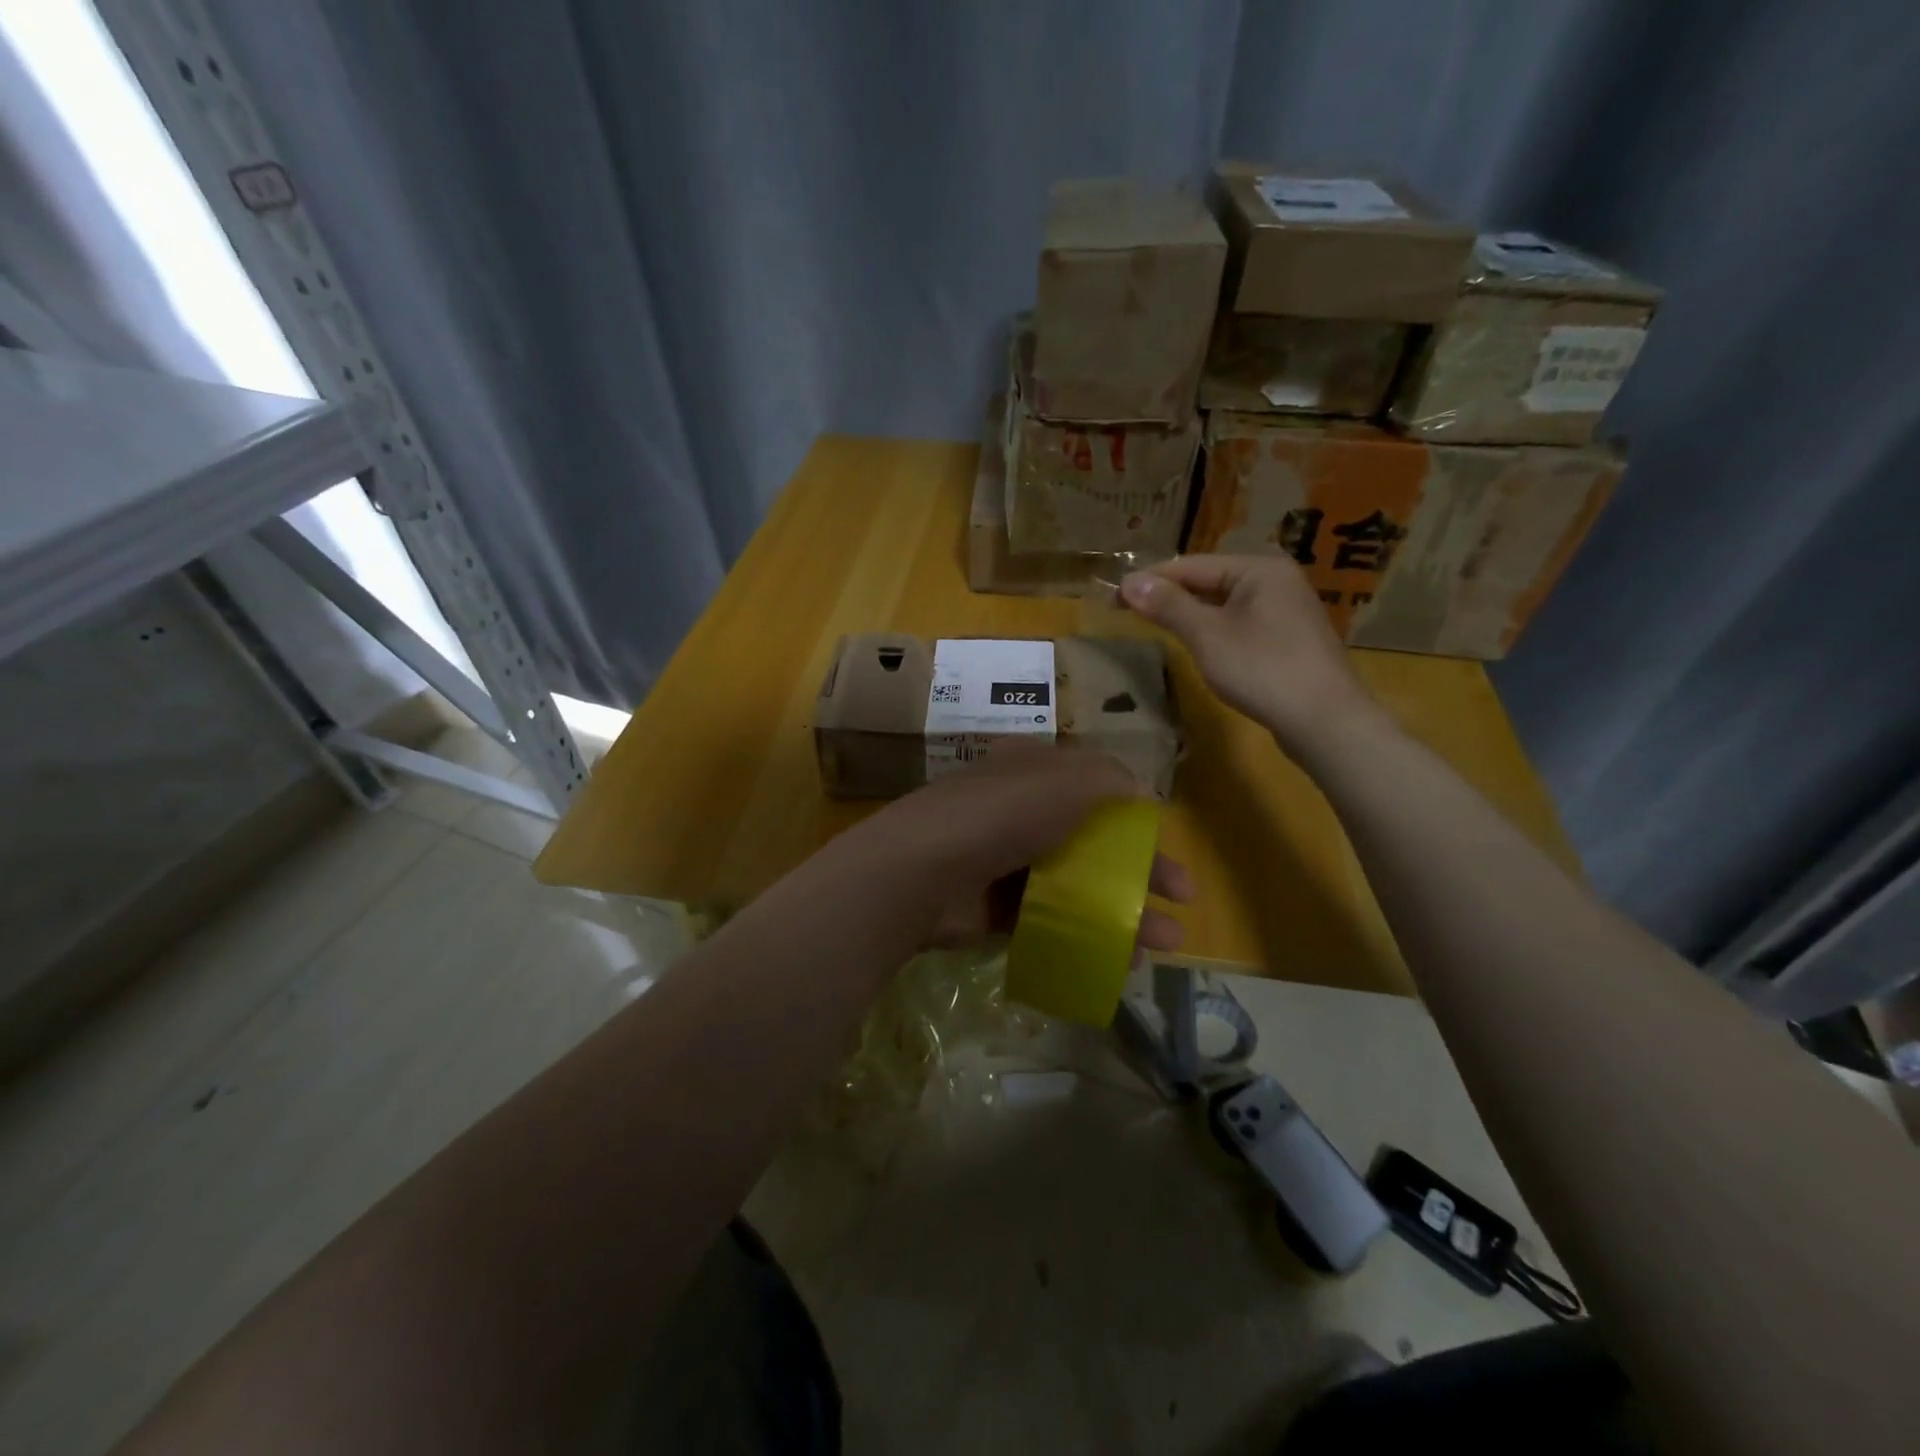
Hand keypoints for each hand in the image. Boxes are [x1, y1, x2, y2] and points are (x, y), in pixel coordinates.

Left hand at [846, 742, 1190, 952]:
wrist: (924, 871)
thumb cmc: (1004, 814)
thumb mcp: (1069, 780)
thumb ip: (1112, 782)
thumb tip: (1141, 798)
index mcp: (1037, 772)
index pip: (1100, 791)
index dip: (1140, 818)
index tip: (1170, 848)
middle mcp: (1023, 811)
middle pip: (1094, 841)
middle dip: (1142, 871)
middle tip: (1181, 901)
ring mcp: (1007, 860)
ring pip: (1078, 885)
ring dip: (1122, 911)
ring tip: (1162, 944)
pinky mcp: (996, 907)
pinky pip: (1051, 919)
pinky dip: (1084, 935)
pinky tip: (1116, 958)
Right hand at [1120, 554, 1384, 755]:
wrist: (1325, 721)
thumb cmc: (1263, 670)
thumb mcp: (1207, 636)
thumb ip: (1168, 606)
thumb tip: (1129, 582)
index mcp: (1259, 568)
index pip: (1191, 565)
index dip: (1149, 580)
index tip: (1112, 598)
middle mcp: (1276, 580)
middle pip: (1208, 580)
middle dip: (1168, 594)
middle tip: (1127, 611)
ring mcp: (1286, 609)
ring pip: (1224, 603)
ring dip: (1188, 612)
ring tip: (1153, 624)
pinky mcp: (1289, 638)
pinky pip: (1240, 622)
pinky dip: (1212, 628)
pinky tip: (1197, 643)